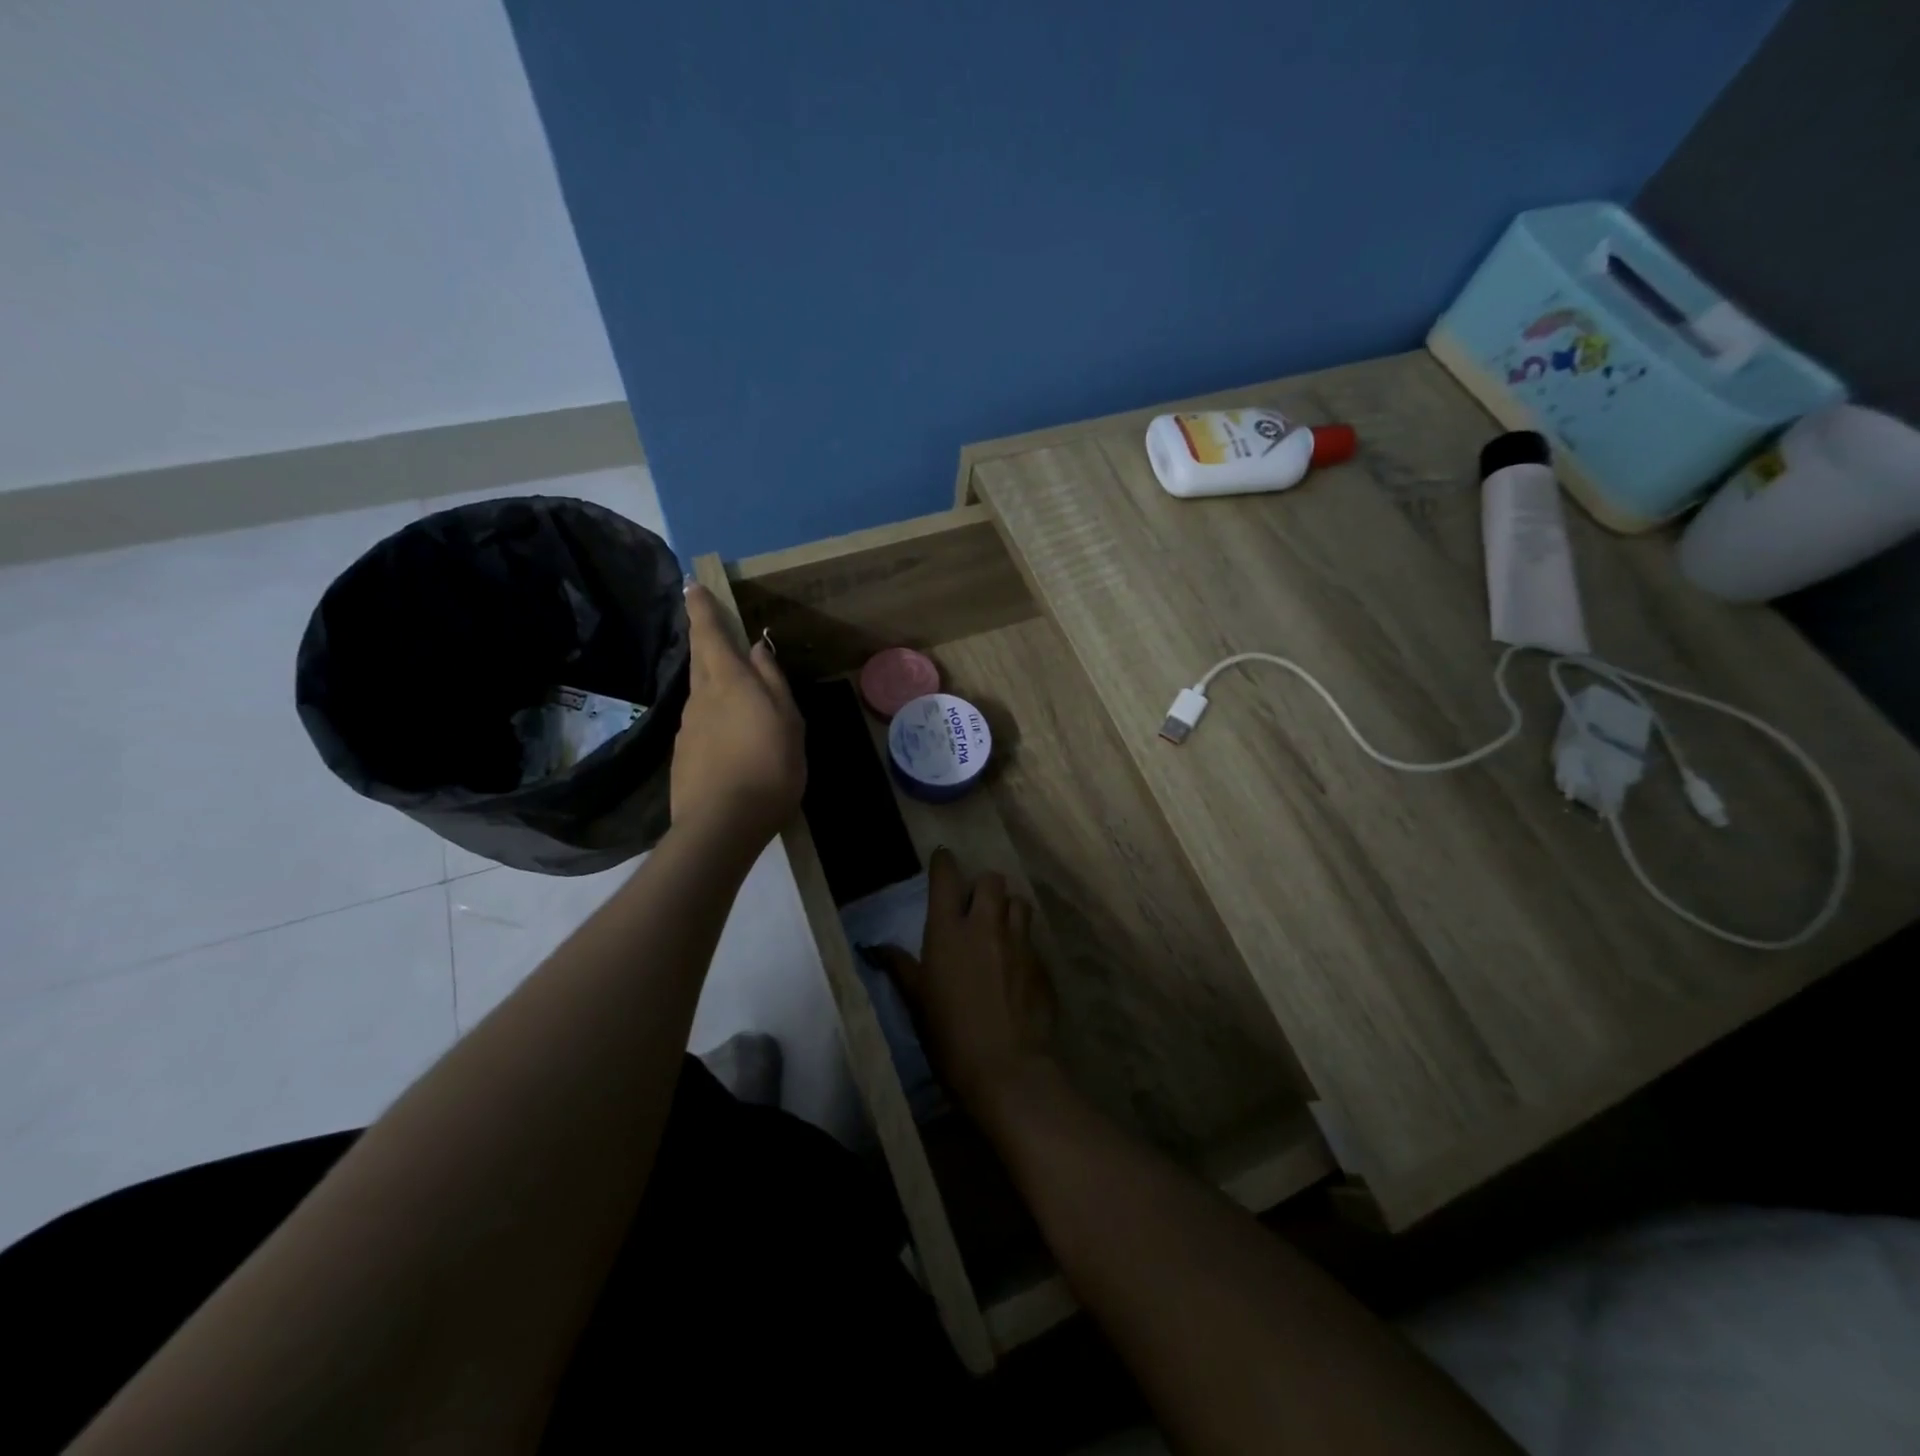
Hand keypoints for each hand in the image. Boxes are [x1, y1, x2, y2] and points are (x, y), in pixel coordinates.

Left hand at [671, 583, 805, 844]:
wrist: (722, 824)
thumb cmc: (769, 766)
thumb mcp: (788, 721)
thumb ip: (772, 682)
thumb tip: (756, 649)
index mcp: (729, 682)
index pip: (710, 634)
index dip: (701, 609)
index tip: (692, 586)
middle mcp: (701, 697)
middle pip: (700, 659)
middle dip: (702, 636)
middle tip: (706, 620)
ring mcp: (688, 728)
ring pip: (700, 692)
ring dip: (711, 680)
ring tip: (731, 686)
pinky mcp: (683, 755)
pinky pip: (700, 722)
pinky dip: (712, 716)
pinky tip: (728, 735)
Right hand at [865, 848, 1057, 1116]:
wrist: (1005, 1069)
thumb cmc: (948, 1035)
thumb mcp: (916, 1001)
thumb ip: (900, 967)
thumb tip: (875, 947)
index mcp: (948, 931)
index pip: (946, 878)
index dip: (944, 863)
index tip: (943, 858)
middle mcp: (986, 926)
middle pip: (992, 880)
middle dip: (983, 886)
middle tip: (975, 906)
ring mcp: (1018, 943)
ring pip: (1019, 903)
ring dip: (1008, 909)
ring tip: (999, 929)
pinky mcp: (1041, 964)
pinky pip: (1032, 939)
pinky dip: (1022, 943)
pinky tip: (1015, 967)